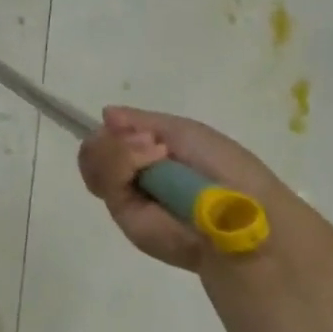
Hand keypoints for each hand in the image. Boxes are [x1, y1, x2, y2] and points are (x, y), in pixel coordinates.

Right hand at [78, 107, 301, 271]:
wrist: (240, 211)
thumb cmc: (224, 167)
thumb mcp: (183, 131)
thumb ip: (141, 121)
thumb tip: (105, 114)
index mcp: (150, 158)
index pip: (111, 139)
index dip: (116, 129)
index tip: (135, 127)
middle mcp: (134, 178)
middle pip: (94, 148)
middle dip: (114, 138)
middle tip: (148, 141)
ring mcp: (127, 198)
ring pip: (92, 160)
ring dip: (119, 148)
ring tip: (155, 154)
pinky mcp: (124, 216)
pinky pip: (102, 178)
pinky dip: (121, 161)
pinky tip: (150, 162)